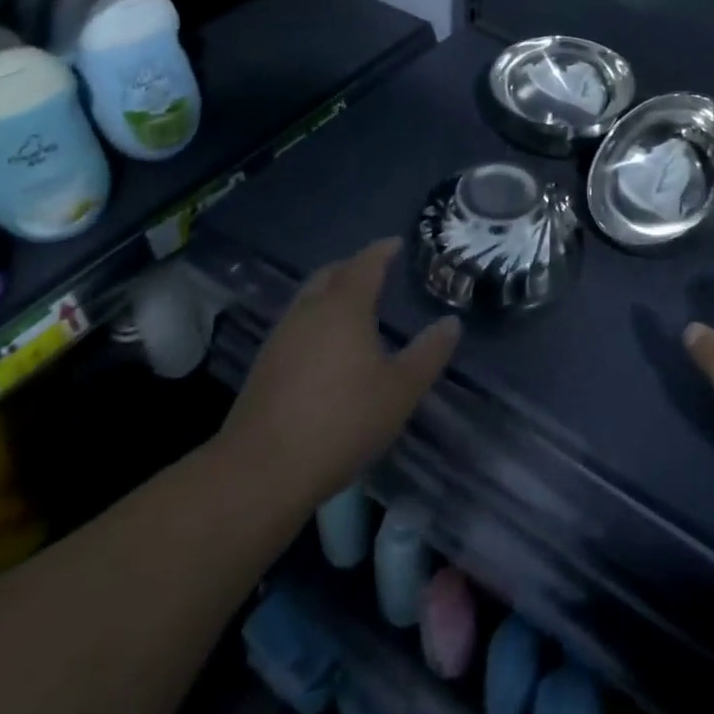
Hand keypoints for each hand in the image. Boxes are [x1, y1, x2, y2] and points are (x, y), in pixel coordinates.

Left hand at [217, 238, 459, 506]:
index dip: (382, 250)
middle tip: (375, 271)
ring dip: (331, 292)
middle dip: (353, 266)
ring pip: (309, 298)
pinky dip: (316, 320)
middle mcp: (309, 310)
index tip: (396, 243)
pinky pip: (296, 324)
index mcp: (344, 306)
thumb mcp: (400, 391)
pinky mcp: (264, 365)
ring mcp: (282, 336)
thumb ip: (428, 354)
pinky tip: (326, 347)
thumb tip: (451, 323)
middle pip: (331, 273)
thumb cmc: (341, 421)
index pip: (365, 263)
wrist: (261, 471)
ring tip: (353, 307)